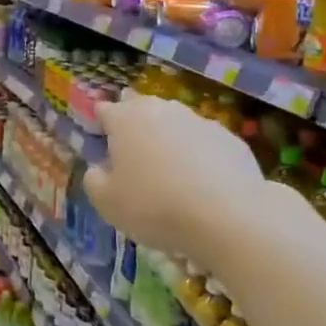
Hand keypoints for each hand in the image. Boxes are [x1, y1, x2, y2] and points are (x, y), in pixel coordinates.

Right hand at [83, 94, 270, 263]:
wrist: (227, 216)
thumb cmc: (154, 205)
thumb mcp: (106, 202)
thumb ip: (94, 180)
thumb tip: (99, 169)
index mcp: (126, 119)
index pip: (105, 110)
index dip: (100, 124)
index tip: (100, 141)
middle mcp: (162, 110)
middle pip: (142, 109)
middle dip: (134, 125)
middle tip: (132, 153)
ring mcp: (200, 121)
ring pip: (175, 123)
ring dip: (167, 139)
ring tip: (168, 169)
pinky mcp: (231, 139)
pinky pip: (205, 143)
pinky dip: (198, 155)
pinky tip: (201, 182)